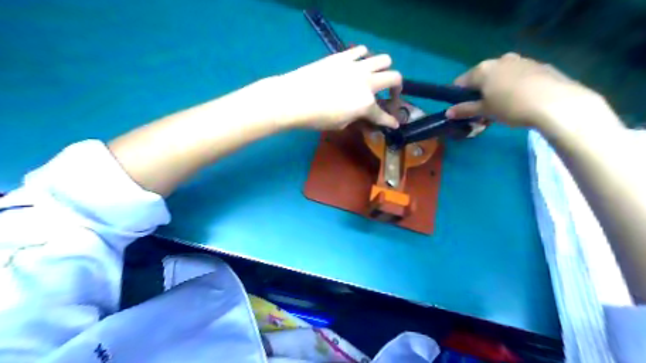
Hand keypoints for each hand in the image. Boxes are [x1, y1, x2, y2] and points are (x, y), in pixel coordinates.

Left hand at [266, 45, 401, 129]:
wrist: (293, 98)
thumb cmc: (316, 118)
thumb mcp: (340, 125)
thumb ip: (357, 119)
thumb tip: (363, 116)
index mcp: (366, 104)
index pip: (384, 115)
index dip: (390, 121)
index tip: (394, 123)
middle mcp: (367, 82)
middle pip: (395, 77)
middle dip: (397, 89)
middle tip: (390, 95)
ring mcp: (356, 66)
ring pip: (384, 59)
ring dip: (384, 69)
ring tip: (375, 76)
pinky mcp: (343, 56)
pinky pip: (362, 50)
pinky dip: (365, 57)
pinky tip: (358, 64)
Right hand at [448, 53, 608, 129]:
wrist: (556, 103)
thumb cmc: (511, 107)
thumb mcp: (485, 111)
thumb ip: (465, 110)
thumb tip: (448, 113)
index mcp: (483, 69)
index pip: (461, 82)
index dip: (457, 96)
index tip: (461, 109)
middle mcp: (500, 60)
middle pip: (482, 77)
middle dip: (479, 92)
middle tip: (483, 110)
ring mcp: (522, 61)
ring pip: (501, 75)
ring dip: (497, 88)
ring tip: (504, 106)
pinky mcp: (540, 66)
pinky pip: (519, 76)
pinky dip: (515, 86)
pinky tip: (522, 100)